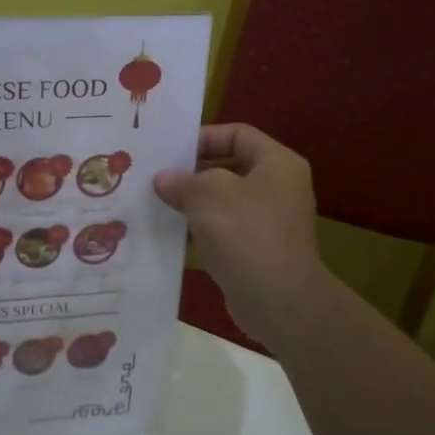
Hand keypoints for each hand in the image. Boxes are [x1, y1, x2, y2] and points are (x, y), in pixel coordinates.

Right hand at [155, 124, 331, 345]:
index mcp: (277, 163)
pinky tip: (171, 234)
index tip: (170, 152)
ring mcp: (269, 221)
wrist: (278, 301)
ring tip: (156, 204)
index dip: (203, 137)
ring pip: (223, 200)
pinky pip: (223, 229)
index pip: (237, 134)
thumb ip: (182, 181)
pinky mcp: (257, 250)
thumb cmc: (247, 234)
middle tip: (155, 177)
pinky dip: (199, 229)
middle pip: (229, 166)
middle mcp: (278, 187)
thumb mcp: (208, 196)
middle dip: (192, 172)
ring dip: (192, 202)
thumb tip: (163, 180)